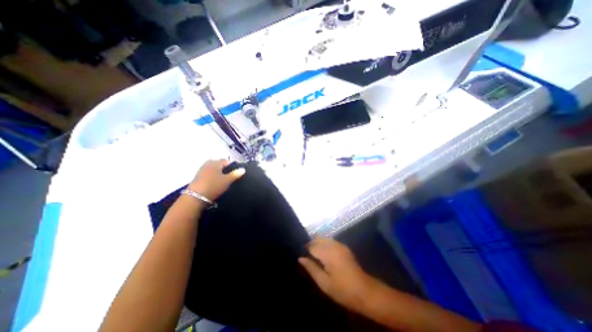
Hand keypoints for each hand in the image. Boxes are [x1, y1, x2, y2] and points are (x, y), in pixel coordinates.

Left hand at [190, 159, 244, 200]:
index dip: (233, 166)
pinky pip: (208, 173)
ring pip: (213, 169)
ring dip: (218, 172)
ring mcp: (201, 170)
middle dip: (225, 168)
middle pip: (219, 164)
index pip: (227, 161)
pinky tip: (215, 183)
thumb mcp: (227, 181)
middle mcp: (208, 164)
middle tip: (230, 176)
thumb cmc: (214, 186)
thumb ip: (235, 174)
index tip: (236, 173)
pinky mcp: (197, 177)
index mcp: (216, 163)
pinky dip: (212, 176)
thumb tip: (243, 169)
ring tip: (223, 180)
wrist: (195, 197)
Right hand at [299, 237, 375, 311]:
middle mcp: (333, 245)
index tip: (300, 254)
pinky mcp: (344, 247)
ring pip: (324, 238)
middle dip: (310, 243)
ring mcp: (339, 245)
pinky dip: (324, 243)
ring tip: (313, 254)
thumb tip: (300, 258)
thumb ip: (311, 268)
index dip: (304, 249)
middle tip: (306, 254)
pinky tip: (323, 252)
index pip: (311, 245)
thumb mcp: (324, 283)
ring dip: (317, 242)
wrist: (365, 291)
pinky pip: (330, 240)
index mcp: (327, 253)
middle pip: (317, 238)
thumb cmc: (343, 290)